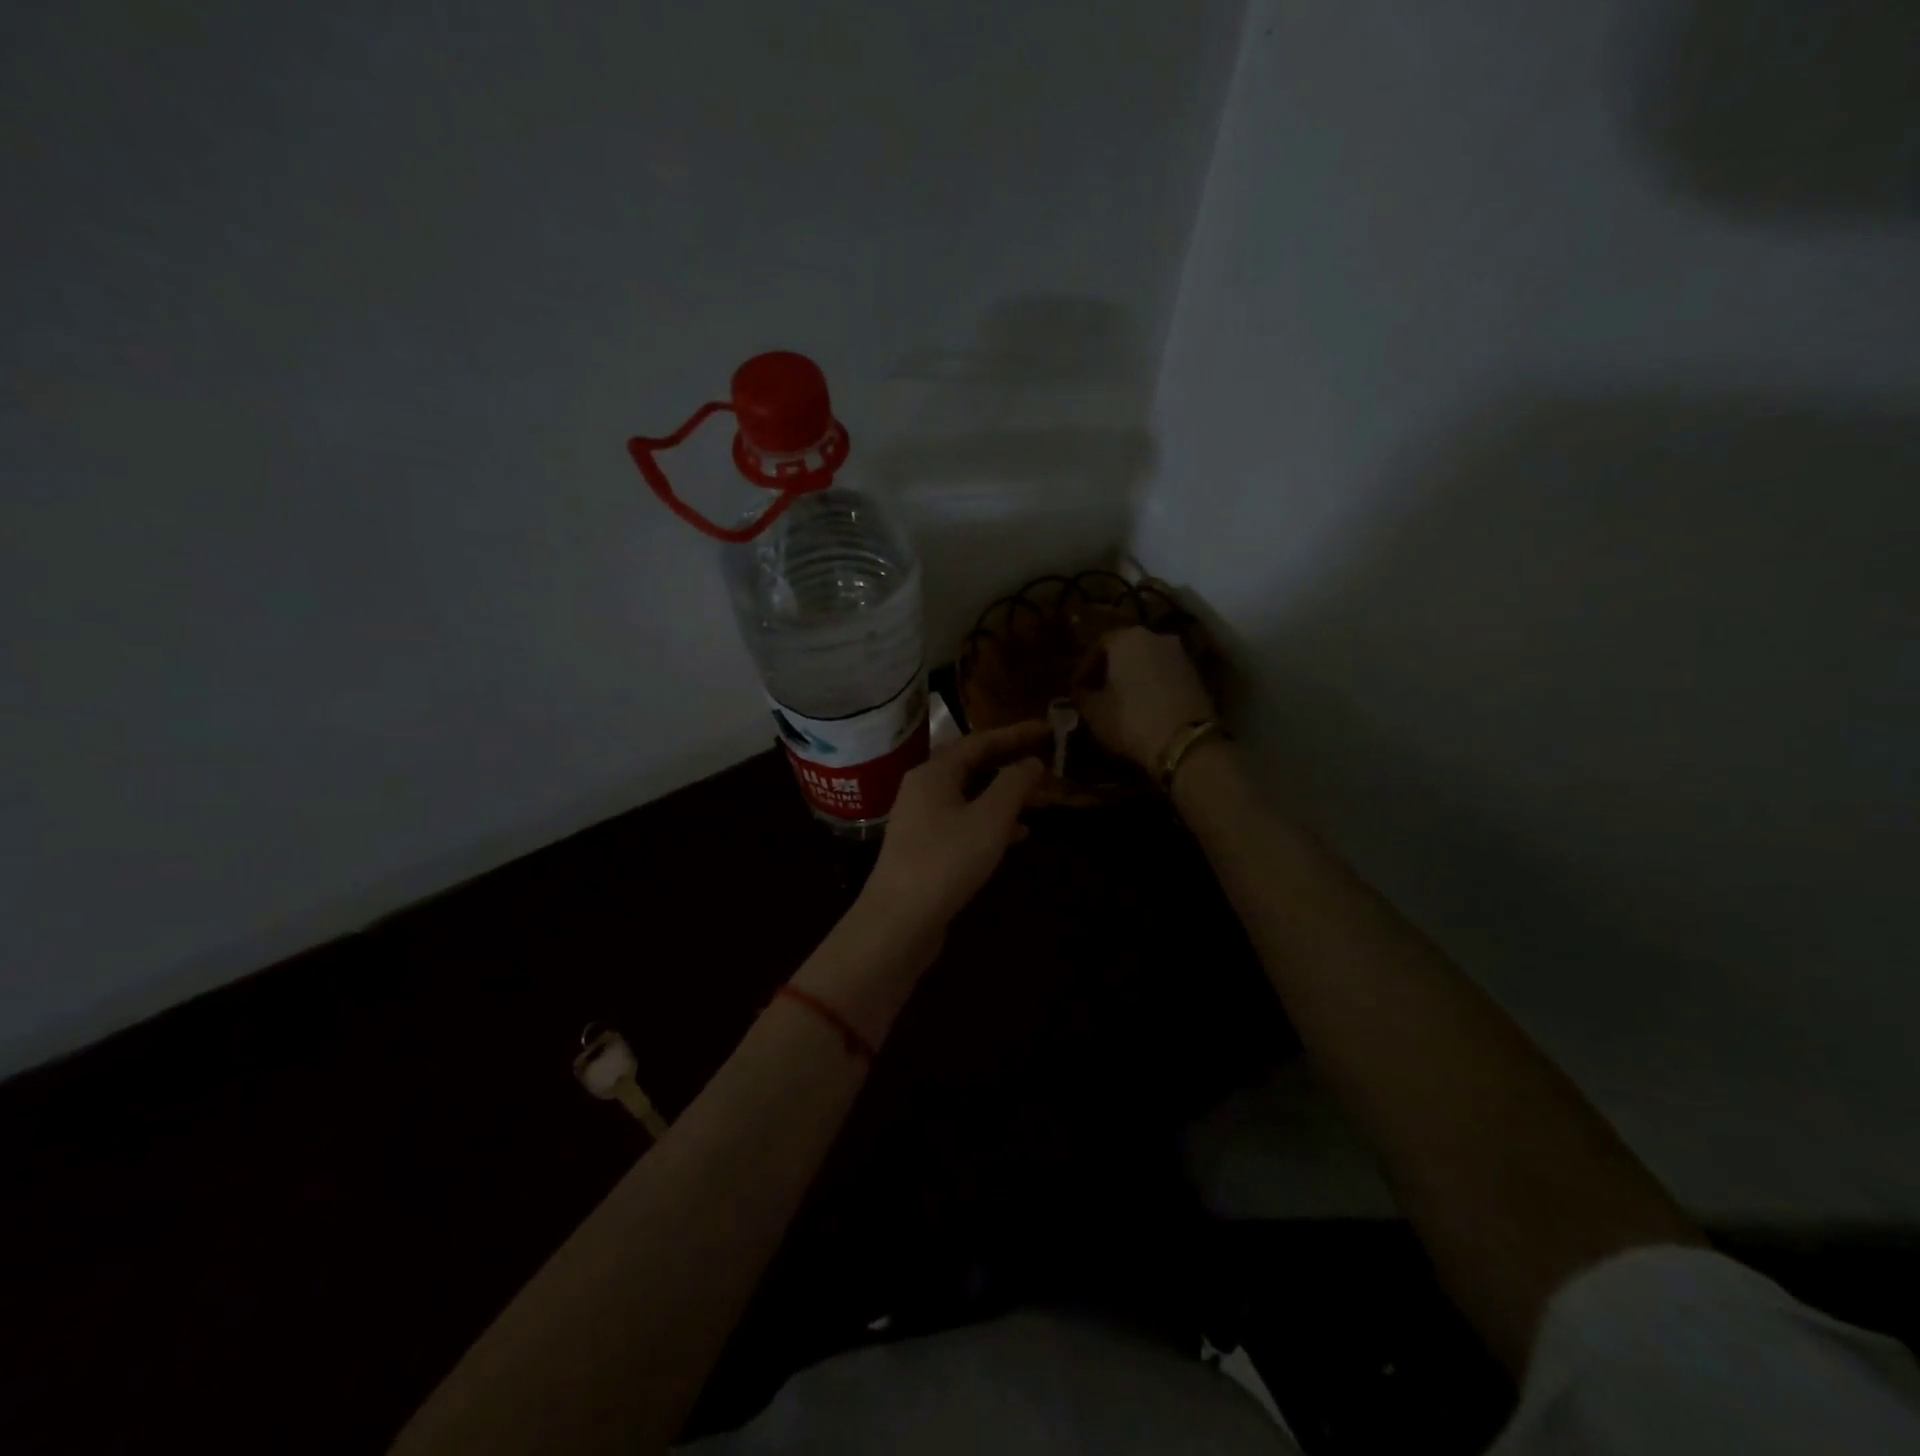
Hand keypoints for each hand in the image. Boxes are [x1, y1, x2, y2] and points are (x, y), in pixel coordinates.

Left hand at [858, 721, 1050, 941]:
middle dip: (1008, 761)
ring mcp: (920, 820)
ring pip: (969, 795)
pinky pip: (963, 822)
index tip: (1046, 728)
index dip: (1015, 733)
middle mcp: (923, 789)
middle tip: (1043, 756)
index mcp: (934, 773)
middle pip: (971, 765)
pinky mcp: (924, 849)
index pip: (979, 741)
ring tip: (1037, 796)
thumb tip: (1032, 760)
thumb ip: (1013, 784)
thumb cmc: (946, 861)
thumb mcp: (989, 819)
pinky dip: (990, 822)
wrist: (898, 921)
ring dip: (1002, 793)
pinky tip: (1017, 835)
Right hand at [1074, 626, 1216, 770]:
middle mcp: (1155, 636)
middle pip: (1126, 649)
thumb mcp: (1094, 712)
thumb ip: (1081, 696)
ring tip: (1121, 701)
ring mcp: (1180, 654)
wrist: (1185, 741)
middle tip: (1098, 691)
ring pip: (1147, 661)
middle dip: (1111, 669)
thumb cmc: (1131, 719)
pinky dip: (1153, 685)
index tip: (1077, 688)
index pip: (1098, 645)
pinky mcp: (1197, 674)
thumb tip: (1079, 692)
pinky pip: (1165, 674)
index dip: (1085, 668)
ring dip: (1134, 677)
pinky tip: (1145, 706)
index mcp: (1126, 638)